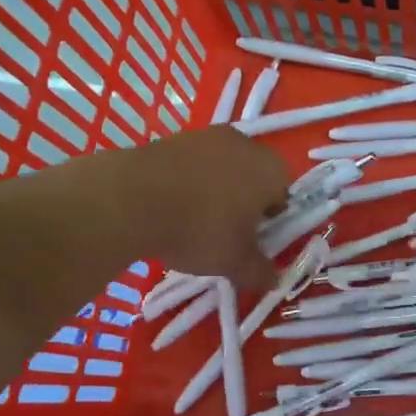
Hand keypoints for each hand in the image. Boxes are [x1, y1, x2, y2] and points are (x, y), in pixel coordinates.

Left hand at [111, 127, 288, 289]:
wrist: (133, 199)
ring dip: (213, 190)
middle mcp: (245, 144)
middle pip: (253, 176)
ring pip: (221, 168)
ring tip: (193, 219)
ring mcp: (206, 136)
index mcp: (270, 170)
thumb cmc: (201, 229)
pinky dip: (186, 181)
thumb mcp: (235, 263)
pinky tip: (169, 205)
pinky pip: (191, 164)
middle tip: (225, 231)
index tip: (251, 239)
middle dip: (243, 201)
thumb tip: (273, 280)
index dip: (270, 219)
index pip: (283, 194)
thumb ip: (259, 271)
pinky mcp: (173, 137)